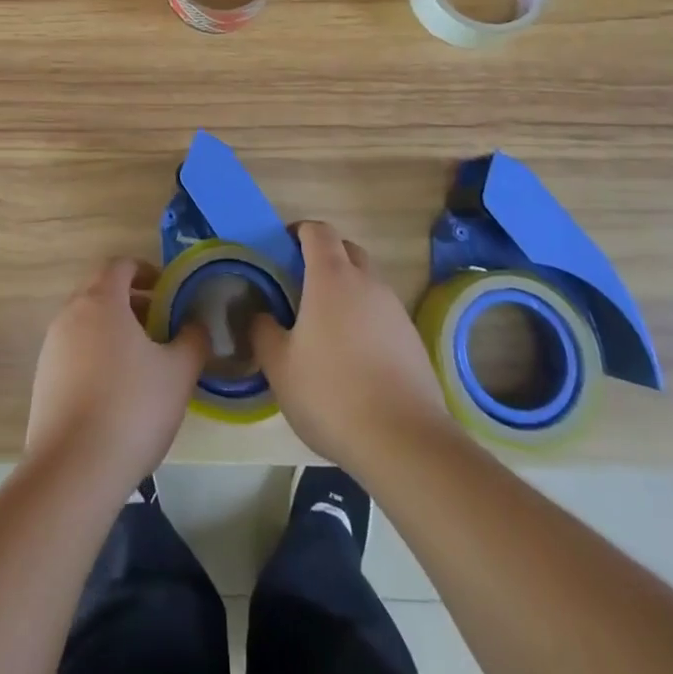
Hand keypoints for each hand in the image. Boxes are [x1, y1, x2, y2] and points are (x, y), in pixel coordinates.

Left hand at [25, 258, 208, 490]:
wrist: (73, 469)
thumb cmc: (131, 408)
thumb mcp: (178, 373)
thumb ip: (193, 340)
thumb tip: (196, 325)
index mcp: (101, 300)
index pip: (121, 265)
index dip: (146, 270)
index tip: (168, 291)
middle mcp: (70, 314)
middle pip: (101, 290)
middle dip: (131, 300)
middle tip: (159, 323)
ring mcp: (52, 347)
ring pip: (86, 321)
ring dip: (113, 328)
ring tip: (142, 360)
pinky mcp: (42, 379)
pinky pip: (73, 351)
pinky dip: (96, 354)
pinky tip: (115, 390)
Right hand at [251, 221, 452, 475]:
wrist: (405, 442)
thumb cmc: (331, 393)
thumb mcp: (279, 366)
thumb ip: (263, 331)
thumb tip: (260, 314)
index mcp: (331, 277)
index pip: (318, 231)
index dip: (298, 231)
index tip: (282, 247)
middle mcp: (367, 282)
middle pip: (346, 249)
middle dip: (324, 256)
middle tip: (300, 284)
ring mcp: (395, 310)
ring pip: (367, 282)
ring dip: (346, 289)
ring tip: (325, 324)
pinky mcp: (413, 340)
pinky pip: (382, 312)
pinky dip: (365, 318)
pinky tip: (353, 356)